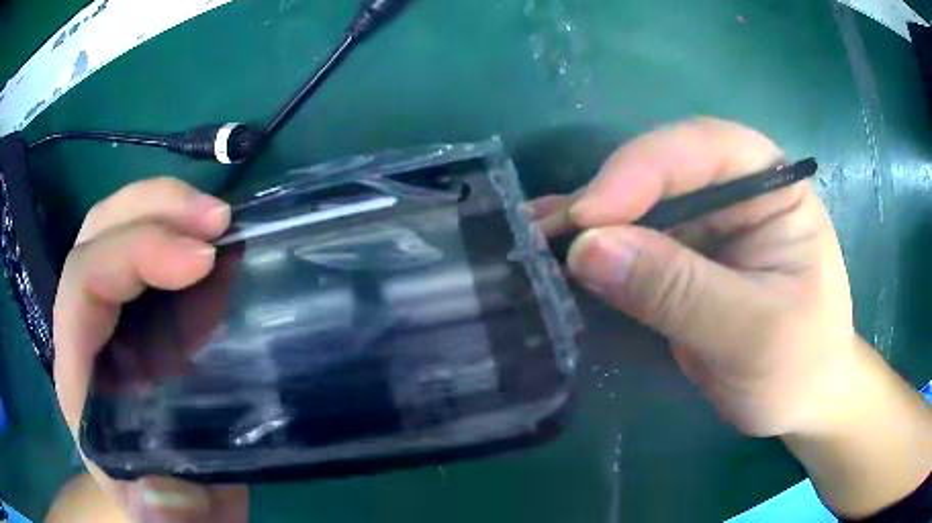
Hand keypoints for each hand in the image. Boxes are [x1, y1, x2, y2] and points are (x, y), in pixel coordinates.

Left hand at [53, 178, 248, 522]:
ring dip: (166, 206)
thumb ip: (166, 519)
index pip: (83, 285)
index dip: (133, 255)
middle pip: (95, 235)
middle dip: (151, 211)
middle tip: (219, 220)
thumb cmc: (166, 505)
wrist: (170, 498)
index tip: (203, 259)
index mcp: (80, 376)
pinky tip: (219, 243)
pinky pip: (148, 247)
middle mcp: (87, 330)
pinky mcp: (143, 311)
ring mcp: (113, 313)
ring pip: (116, 225)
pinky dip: (181, 228)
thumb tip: (160, 492)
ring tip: (222, 219)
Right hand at [532, 118, 931, 515]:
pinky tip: (555, 249)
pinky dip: (596, 248)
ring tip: (535, 237)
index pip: (704, 148)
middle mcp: (735, 191)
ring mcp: (707, 225)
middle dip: (605, 198)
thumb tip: (589, 250)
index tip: (590, 215)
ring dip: (588, 221)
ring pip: (639, 204)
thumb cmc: (800, 364)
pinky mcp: (683, 259)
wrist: (802, 403)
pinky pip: (633, 241)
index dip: (642, 169)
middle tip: (546, 232)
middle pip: (661, 170)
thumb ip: (678, 290)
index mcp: (771, 186)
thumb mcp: (751, 333)